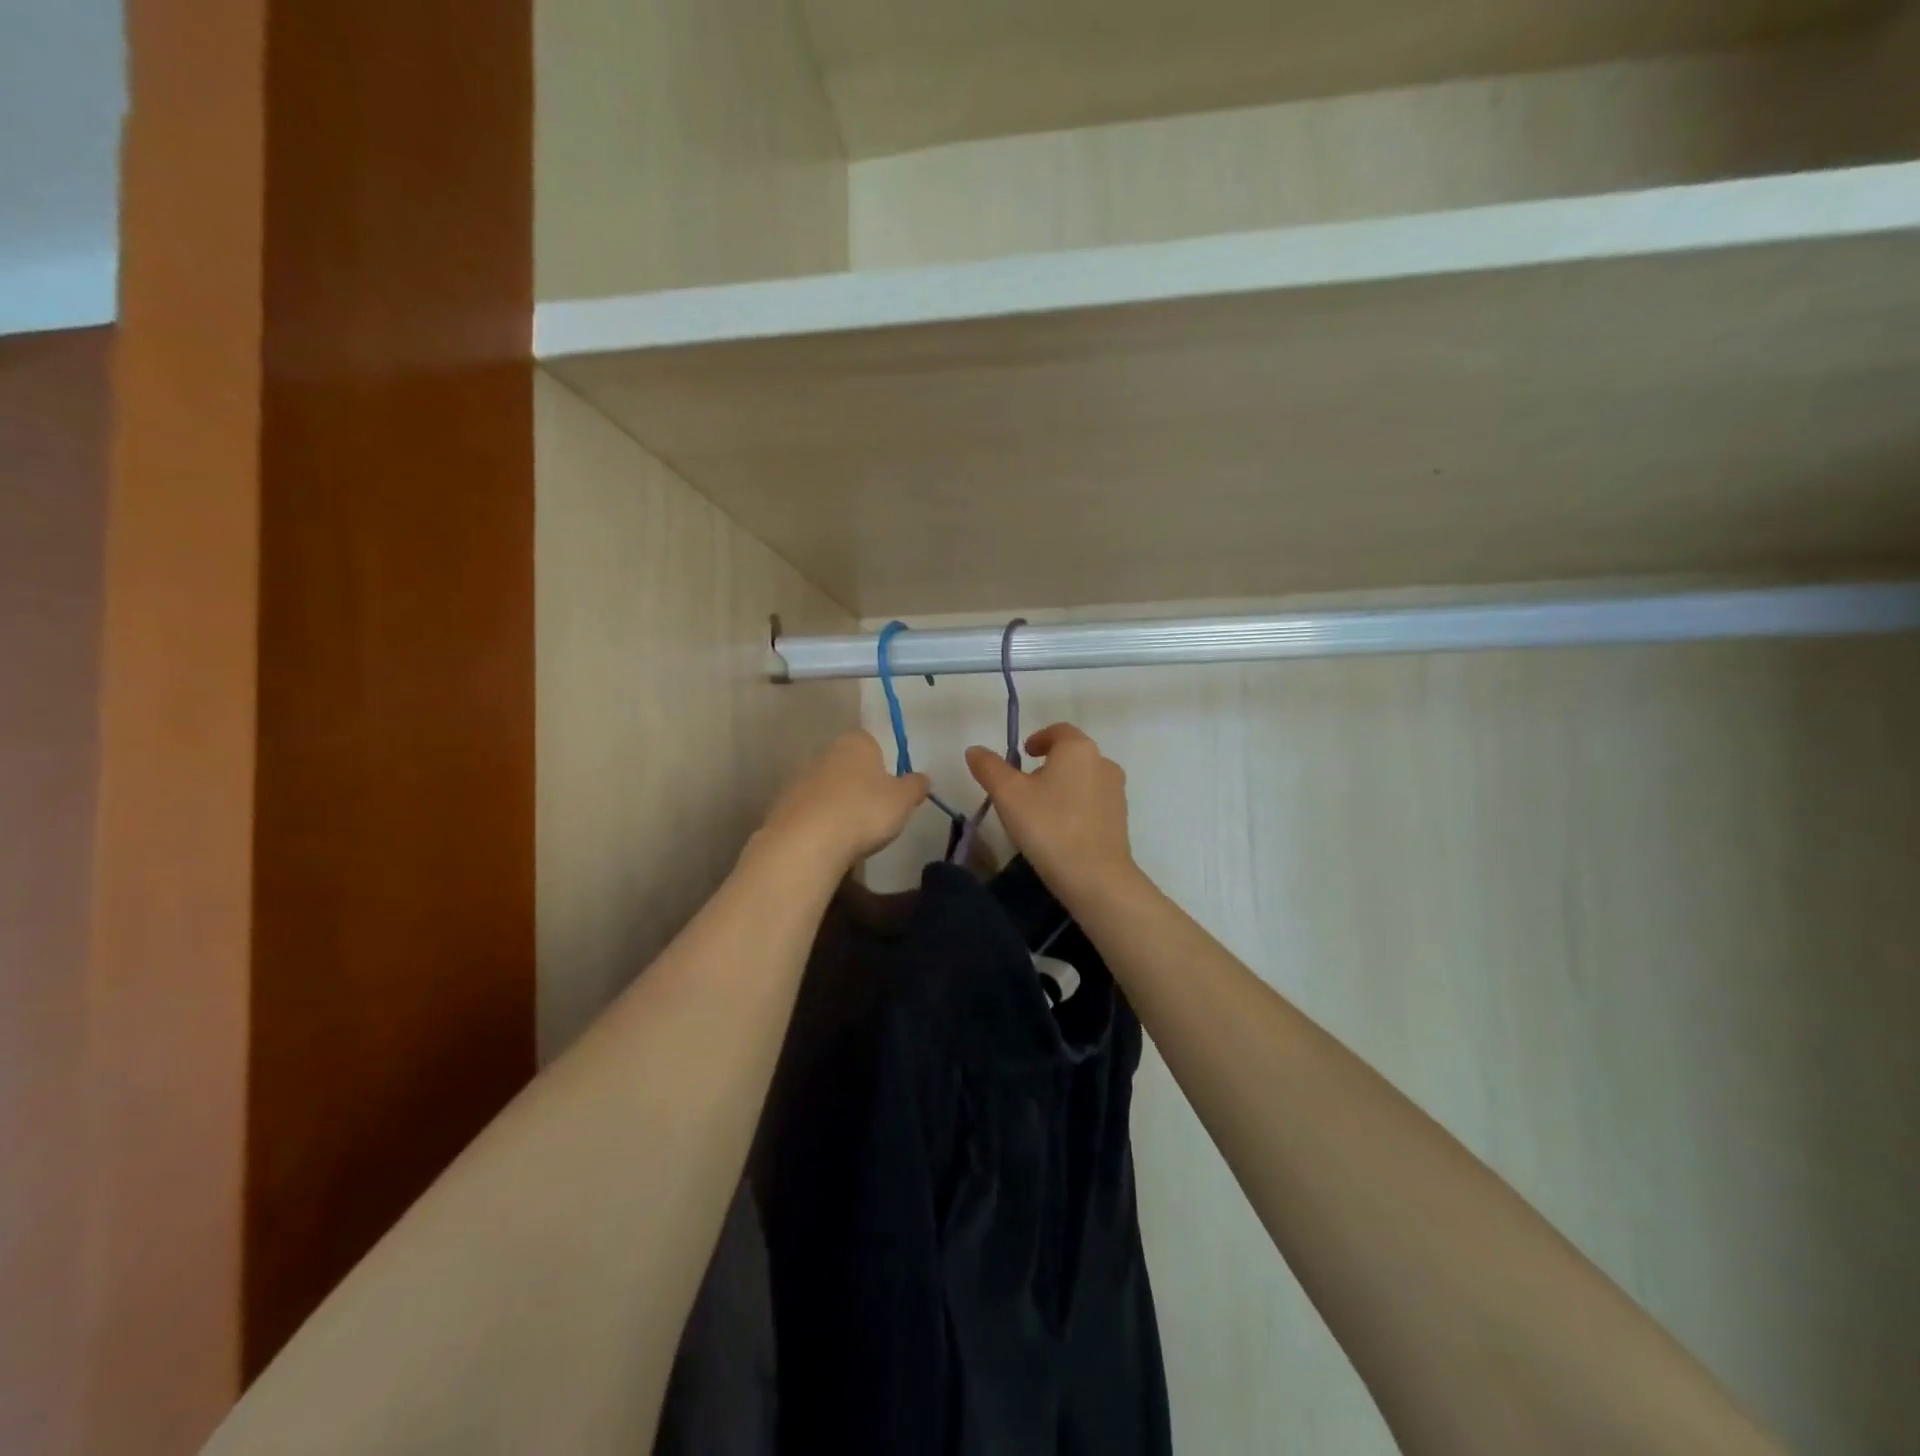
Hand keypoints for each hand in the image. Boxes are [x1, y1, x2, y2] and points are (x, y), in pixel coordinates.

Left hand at [757, 730, 928, 874]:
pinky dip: (821, 822)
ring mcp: (801, 777)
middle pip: (849, 765)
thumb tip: (921, 779)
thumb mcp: (903, 800)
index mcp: (856, 742)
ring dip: (840, 804)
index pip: (874, 744)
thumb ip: (915, 786)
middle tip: (875, 813)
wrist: (806, 842)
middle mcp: (826, 752)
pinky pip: (811, 810)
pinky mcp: (784, 804)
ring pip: (829, 788)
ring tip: (852, 833)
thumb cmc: (864, 811)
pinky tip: (829, 842)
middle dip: (861, 785)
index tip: (891, 792)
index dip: (885, 767)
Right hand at [966, 724, 1137, 904]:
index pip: (1058, 730)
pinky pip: (1092, 802)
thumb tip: (975, 750)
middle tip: (1023, 786)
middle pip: (1071, 755)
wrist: (1095, 877)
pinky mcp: (1120, 819)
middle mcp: (1103, 763)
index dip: (1038, 738)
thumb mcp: (1008, 795)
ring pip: (1083, 779)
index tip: (1022, 754)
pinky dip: (1075, 806)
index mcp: (1078, 749)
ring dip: (1061, 786)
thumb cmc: (1048, 826)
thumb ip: (989, 767)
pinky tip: (1058, 830)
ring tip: (1038, 811)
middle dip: (1047, 764)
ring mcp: (1116, 792)